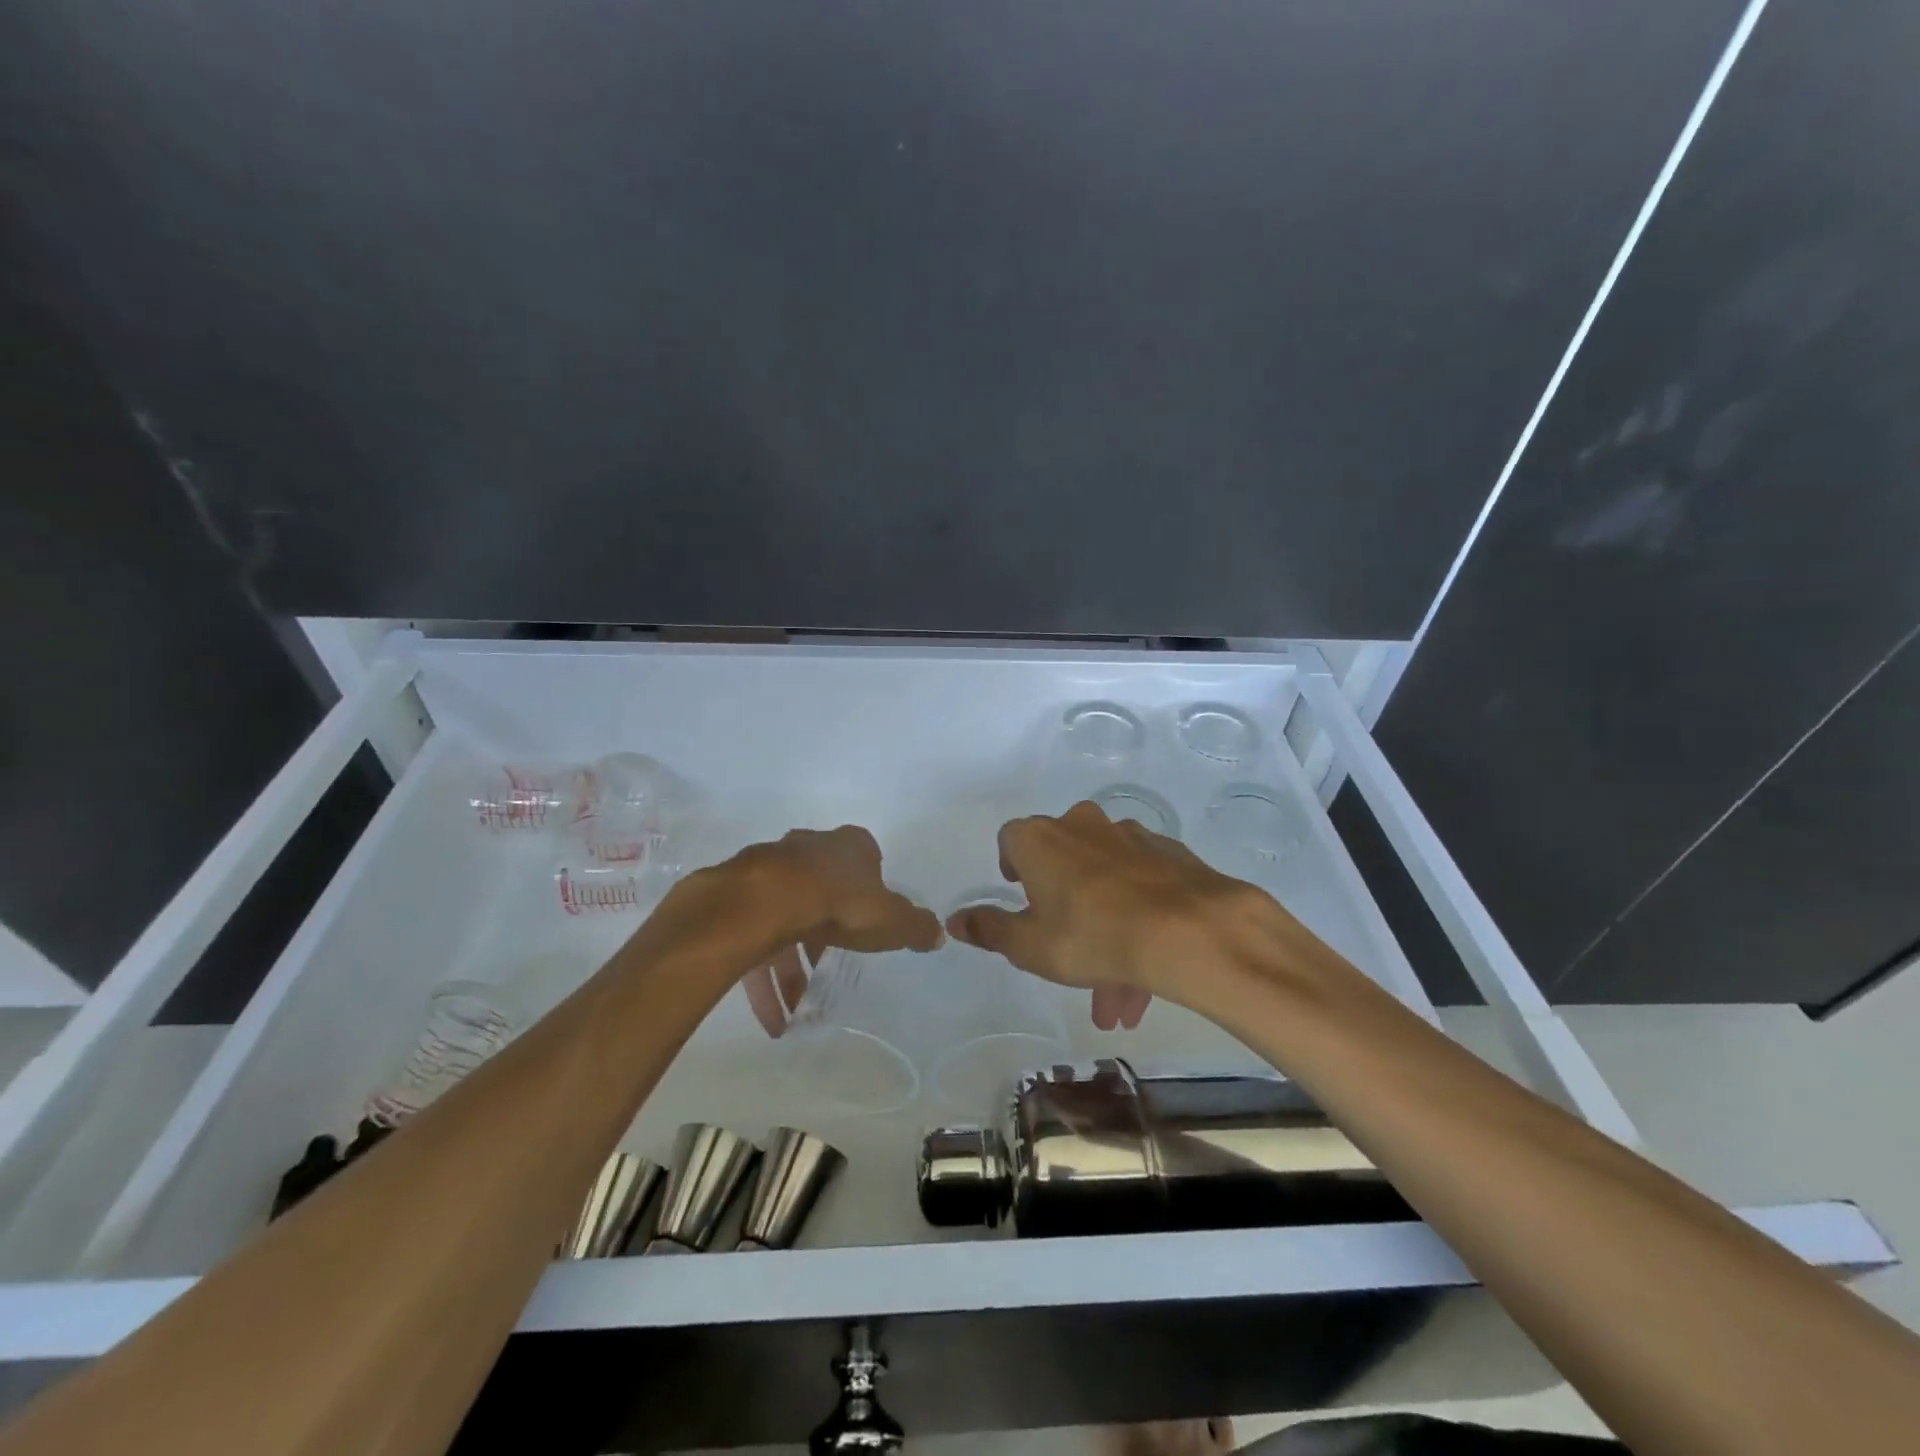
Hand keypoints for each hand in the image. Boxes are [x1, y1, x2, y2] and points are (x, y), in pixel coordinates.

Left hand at [725, 826, 944, 1035]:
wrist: (767, 900)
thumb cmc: (841, 902)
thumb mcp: (892, 920)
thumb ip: (915, 927)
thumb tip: (939, 934)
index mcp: (849, 846)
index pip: (866, 860)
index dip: (870, 889)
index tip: (870, 918)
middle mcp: (809, 849)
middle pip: (822, 890)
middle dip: (826, 933)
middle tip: (830, 969)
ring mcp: (770, 870)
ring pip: (785, 920)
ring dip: (791, 969)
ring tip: (798, 1012)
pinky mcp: (739, 898)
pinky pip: (755, 942)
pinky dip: (764, 981)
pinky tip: (773, 1020)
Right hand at [946, 801, 1270, 1028]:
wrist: (1186, 931)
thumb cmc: (1089, 935)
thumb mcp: (1028, 945)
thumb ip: (990, 931)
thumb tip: (956, 920)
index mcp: (1041, 839)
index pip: (1012, 840)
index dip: (1013, 868)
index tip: (1022, 899)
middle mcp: (1081, 825)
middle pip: (1062, 864)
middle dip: (1062, 914)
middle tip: (1068, 959)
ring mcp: (1129, 836)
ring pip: (1105, 883)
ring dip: (1104, 932)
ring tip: (1117, 998)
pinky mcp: (1168, 853)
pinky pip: (1140, 886)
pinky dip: (1136, 918)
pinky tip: (1147, 968)